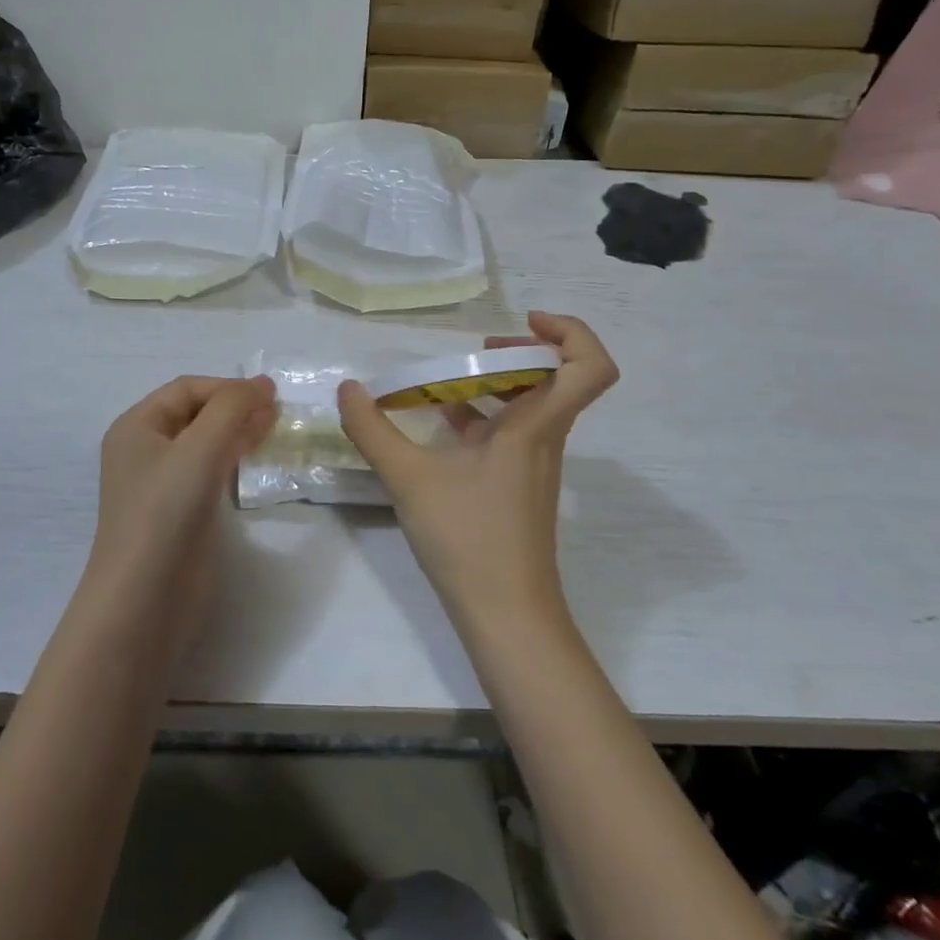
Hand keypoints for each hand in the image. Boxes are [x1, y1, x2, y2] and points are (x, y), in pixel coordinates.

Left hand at [84, 375, 276, 655]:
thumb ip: (231, 408)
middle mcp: (146, 450)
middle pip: (197, 414)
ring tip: (276, 429)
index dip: (227, 387)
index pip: (187, 389)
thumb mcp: (199, 449)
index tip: (270, 395)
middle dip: (236, 407)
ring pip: (206, 443)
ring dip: (239, 432)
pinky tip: (259, 460)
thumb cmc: (164, 512)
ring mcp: (163, 484)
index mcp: (136, 426)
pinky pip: (211, 473)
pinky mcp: (182, 513)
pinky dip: (235, 460)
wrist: (145, 600)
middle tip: (280, 411)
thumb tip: (263, 384)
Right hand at [338, 312, 617, 636]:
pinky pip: (508, 433)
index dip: (570, 332)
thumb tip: (347, 389)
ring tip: (442, 382)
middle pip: (556, 377)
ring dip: (493, 384)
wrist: (506, 616)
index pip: (591, 367)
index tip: (523, 324)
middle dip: (517, 352)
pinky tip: (436, 425)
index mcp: (535, 426)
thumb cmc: (469, 538)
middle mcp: (544, 438)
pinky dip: (479, 418)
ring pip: (529, 405)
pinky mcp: (517, 486)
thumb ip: (372, 430)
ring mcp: (533, 464)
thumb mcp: (409, 478)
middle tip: (475, 351)